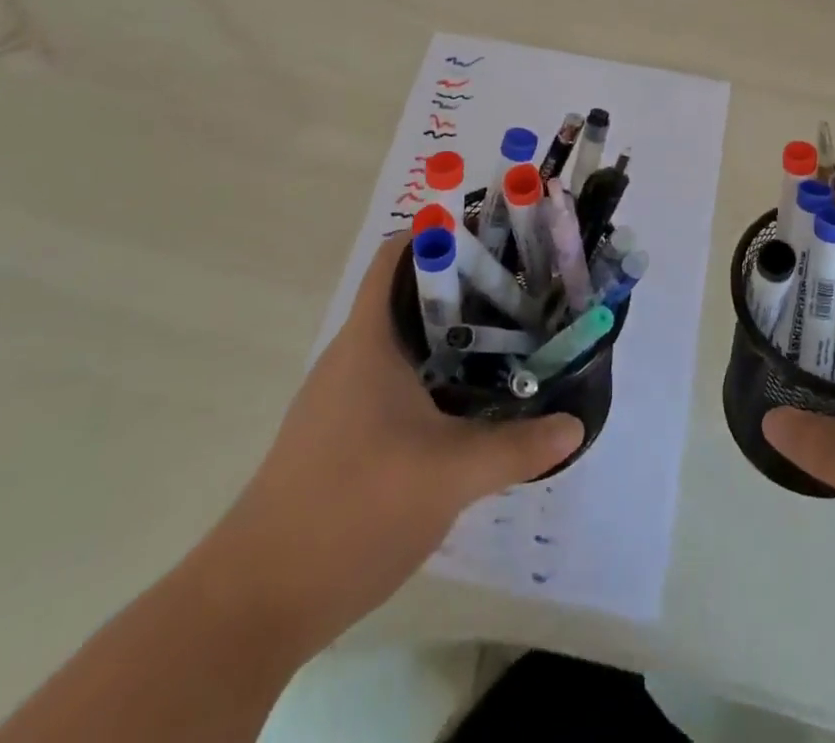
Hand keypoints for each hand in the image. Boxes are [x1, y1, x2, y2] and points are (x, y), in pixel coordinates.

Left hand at [192, 238, 581, 653]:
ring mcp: (343, 397)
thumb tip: (576, 424)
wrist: (258, 600)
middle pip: (411, 296)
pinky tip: (471, 406)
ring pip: (406, 344)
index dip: (445, 235)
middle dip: (467, 290)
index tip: (499, 242)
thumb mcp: (451, 474)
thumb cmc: (354, 507)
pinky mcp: (343, 434)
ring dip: (454, 338)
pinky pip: (397, 383)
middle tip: (523, 295)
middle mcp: (353, 355)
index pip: (400, 254)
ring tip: (510, 343)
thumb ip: (518, 446)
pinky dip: (436, 378)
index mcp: (369, 338)